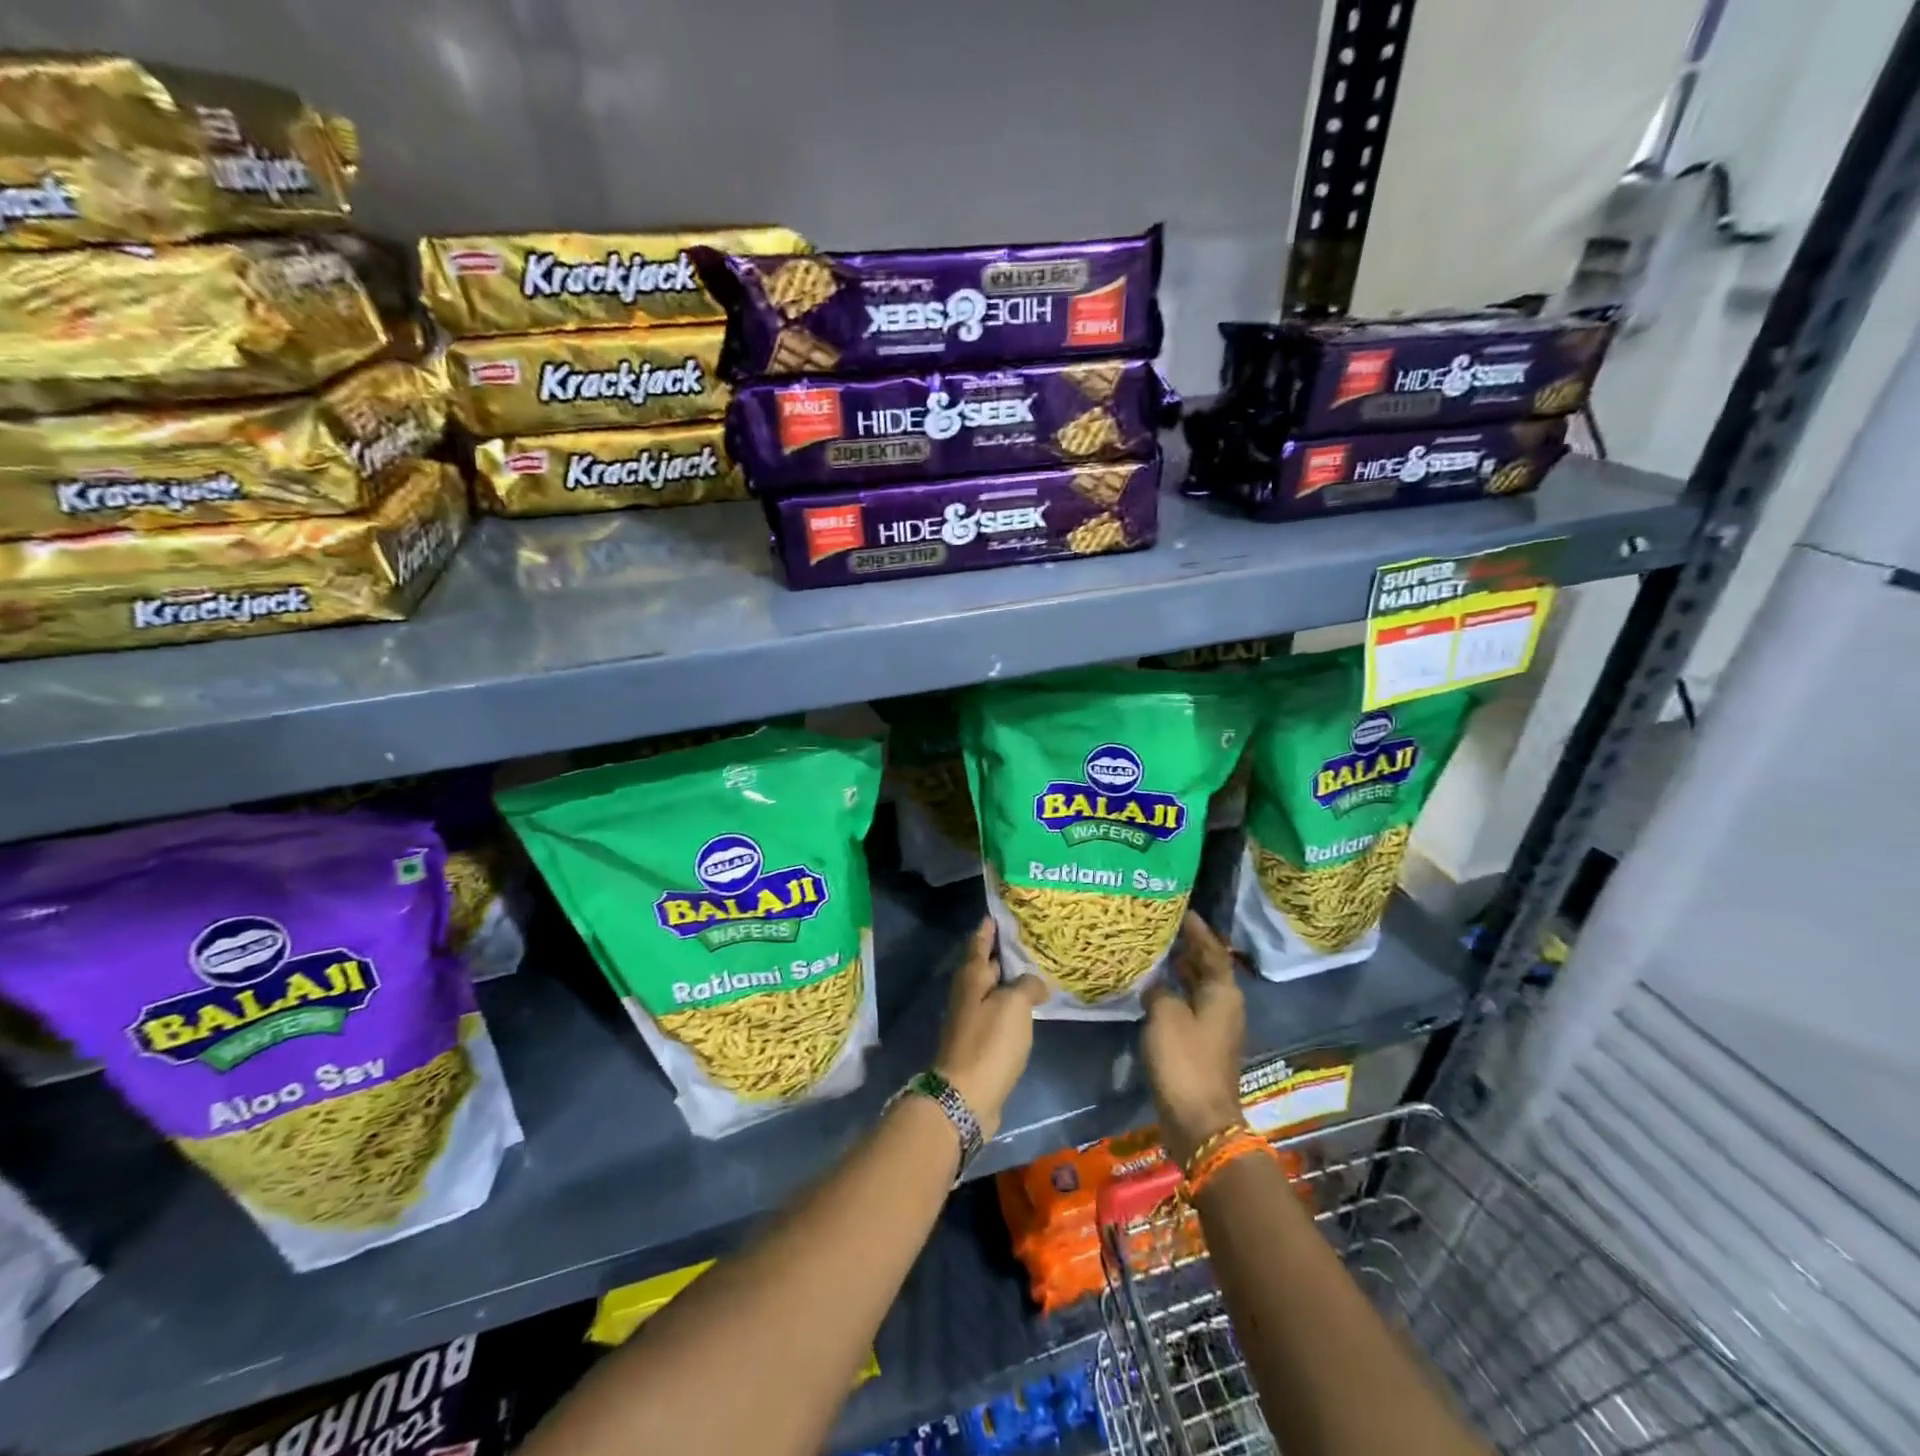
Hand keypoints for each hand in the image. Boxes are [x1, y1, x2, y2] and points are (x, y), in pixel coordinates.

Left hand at [934, 917, 1045, 1140]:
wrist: (966, 1097)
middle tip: (1026, 941)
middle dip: (1000, 953)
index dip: (988, 929)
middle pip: (984, 966)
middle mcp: (967, 994)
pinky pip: (996, 1015)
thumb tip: (1034, 983)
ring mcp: (970, 1020)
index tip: (996, 914)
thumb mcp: (1014, 1005)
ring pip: (991, 991)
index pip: (979, 944)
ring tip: (1032, 972)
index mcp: (971, 978)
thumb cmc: (989, 1043)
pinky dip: (1010, 1007)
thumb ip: (1027, 986)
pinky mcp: (979, 1044)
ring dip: (1007, 982)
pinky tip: (1026, 1009)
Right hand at [1142, 912, 1246, 1165]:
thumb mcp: (1165, 1015)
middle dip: (1187, 947)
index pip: (1212, 950)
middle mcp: (1224, 1006)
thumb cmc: (1185, 1061)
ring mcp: (1214, 1028)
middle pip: (1207, 967)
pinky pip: (1188, 1007)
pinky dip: (1174, 993)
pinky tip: (1152, 990)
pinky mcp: (1202, 1046)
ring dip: (1179, 970)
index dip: (1197, 930)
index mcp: (1223, 993)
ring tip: (1154, 951)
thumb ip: (1159, 990)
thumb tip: (1155, 982)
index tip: (1181, 909)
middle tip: (1162, 926)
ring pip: (1197, 988)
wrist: (1199, 1121)